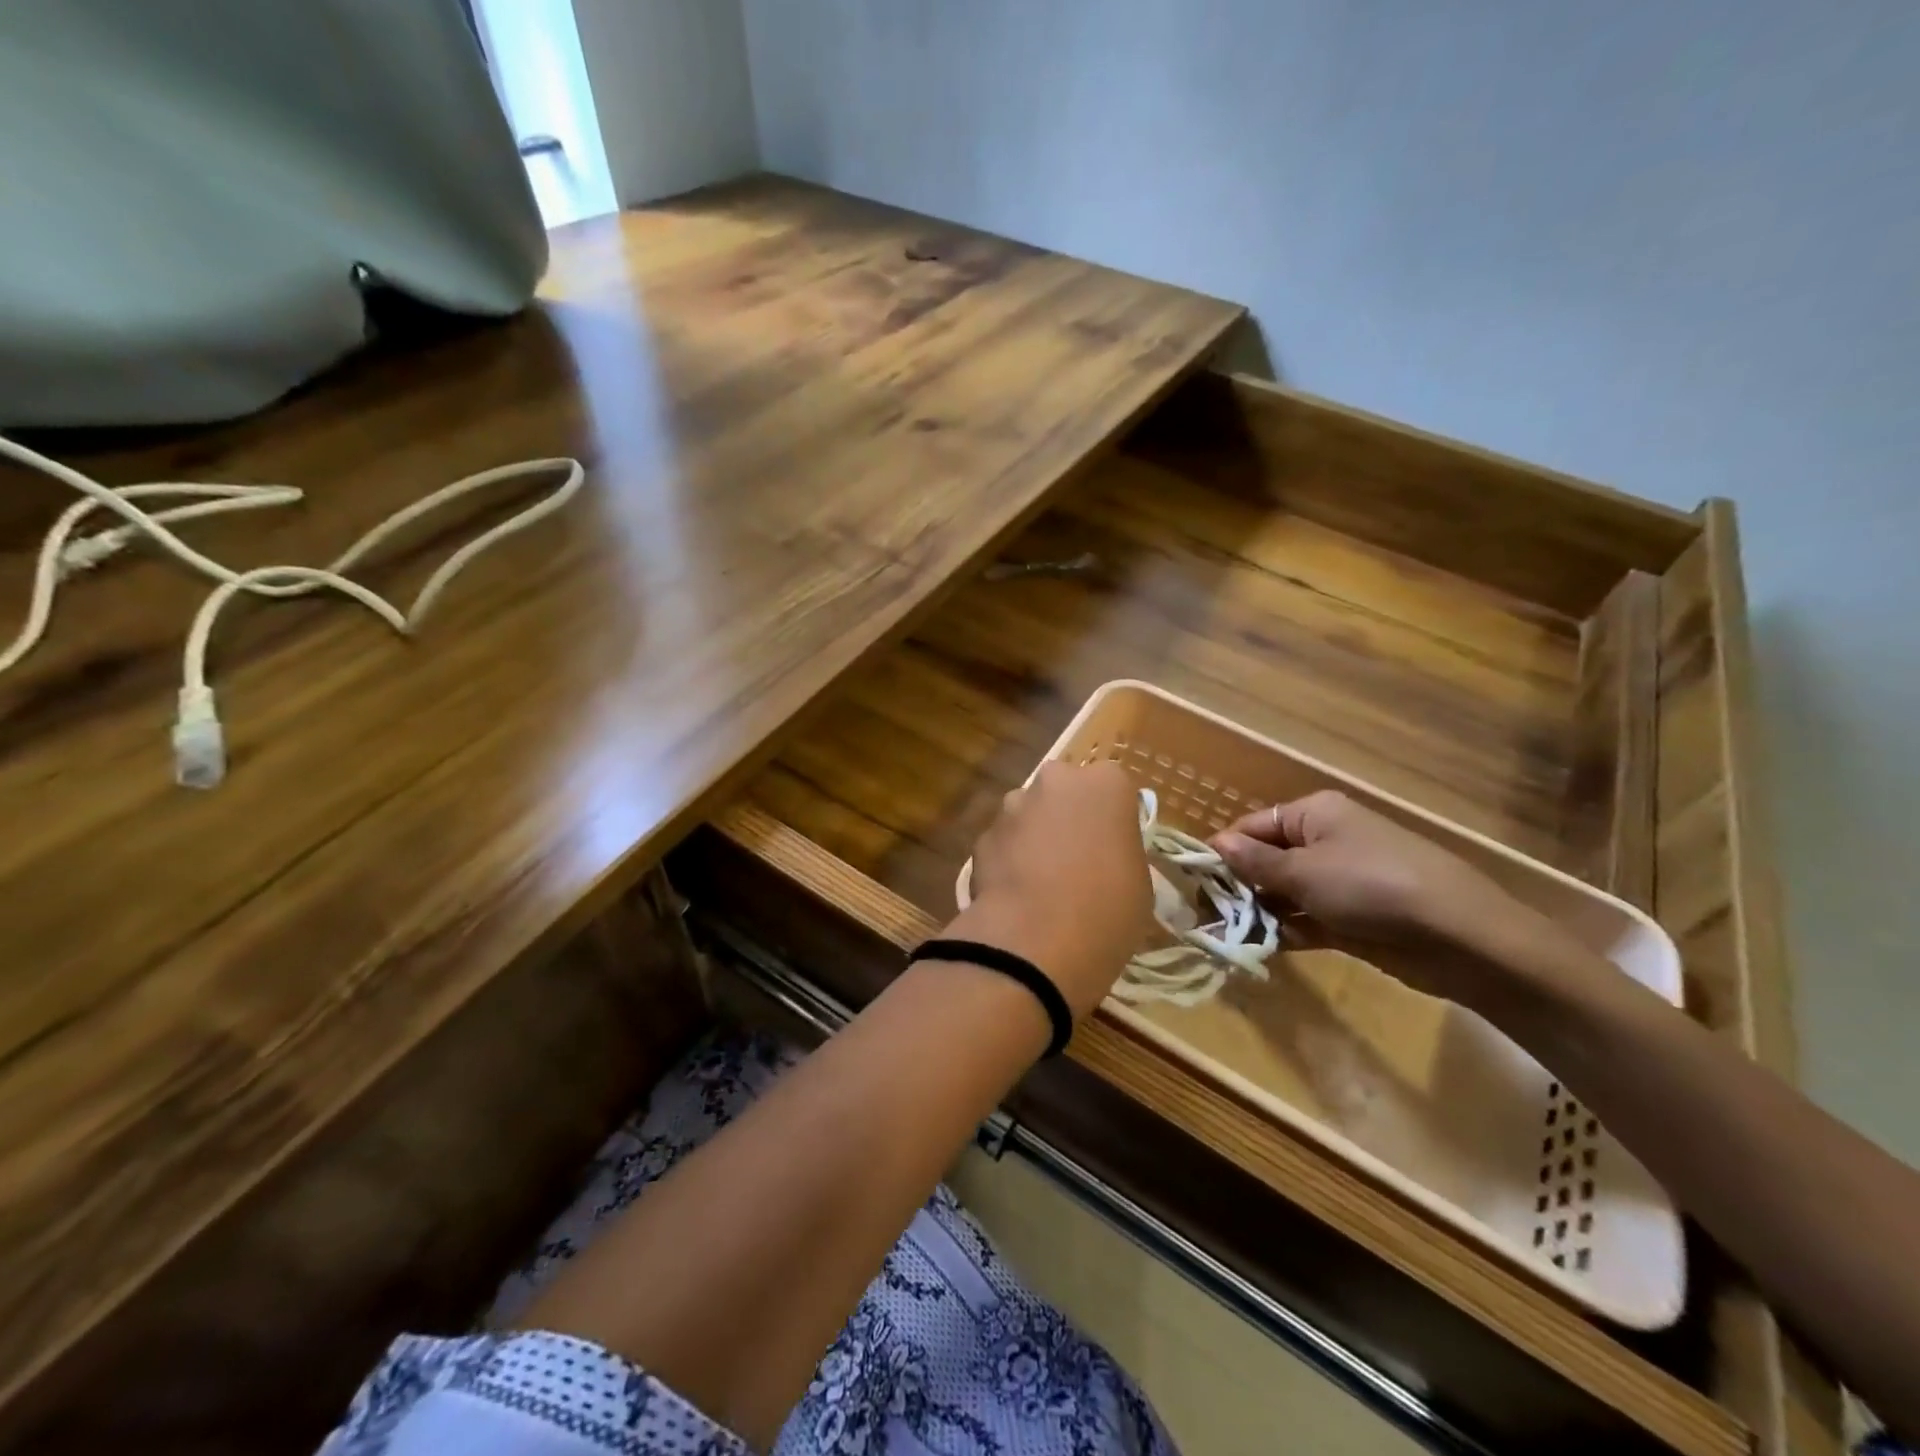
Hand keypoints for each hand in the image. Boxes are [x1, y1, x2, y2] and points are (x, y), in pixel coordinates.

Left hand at [957, 760, 1151, 1018]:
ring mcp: (1013, 806)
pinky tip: (1017, 897)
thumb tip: (1103, 855)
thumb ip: (1120, 852)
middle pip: (1065, 792)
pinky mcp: (982, 836)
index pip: (1114, 788)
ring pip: (1029, 815)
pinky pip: (1004, 844)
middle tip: (1077, 861)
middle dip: (1067, 818)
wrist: (1034, 942)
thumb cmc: (1106, 910)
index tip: (1113, 849)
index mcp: (1105, 783)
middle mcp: (1056, 780)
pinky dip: (1009, 861)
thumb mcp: (1138, 882)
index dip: (1112, 819)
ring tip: (1043, 884)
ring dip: (1035, 837)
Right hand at [1209, 790, 1544, 1003]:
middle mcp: (1326, 841)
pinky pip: (1307, 919)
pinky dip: (1285, 931)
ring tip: (1225, 935)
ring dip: (1258, 912)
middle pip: (1268, 860)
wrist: (1459, 936)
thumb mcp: (1303, 871)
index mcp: (1313, 815)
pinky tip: (1259, 947)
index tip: (1195, 880)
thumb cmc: (1370, 886)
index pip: (1253, 826)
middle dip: (1238, 886)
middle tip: (1205, 914)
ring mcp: (1341, 881)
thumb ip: (1255, 863)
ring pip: (1285, 893)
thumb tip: (1216, 842)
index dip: (1225, 851)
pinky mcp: (1354, 918)